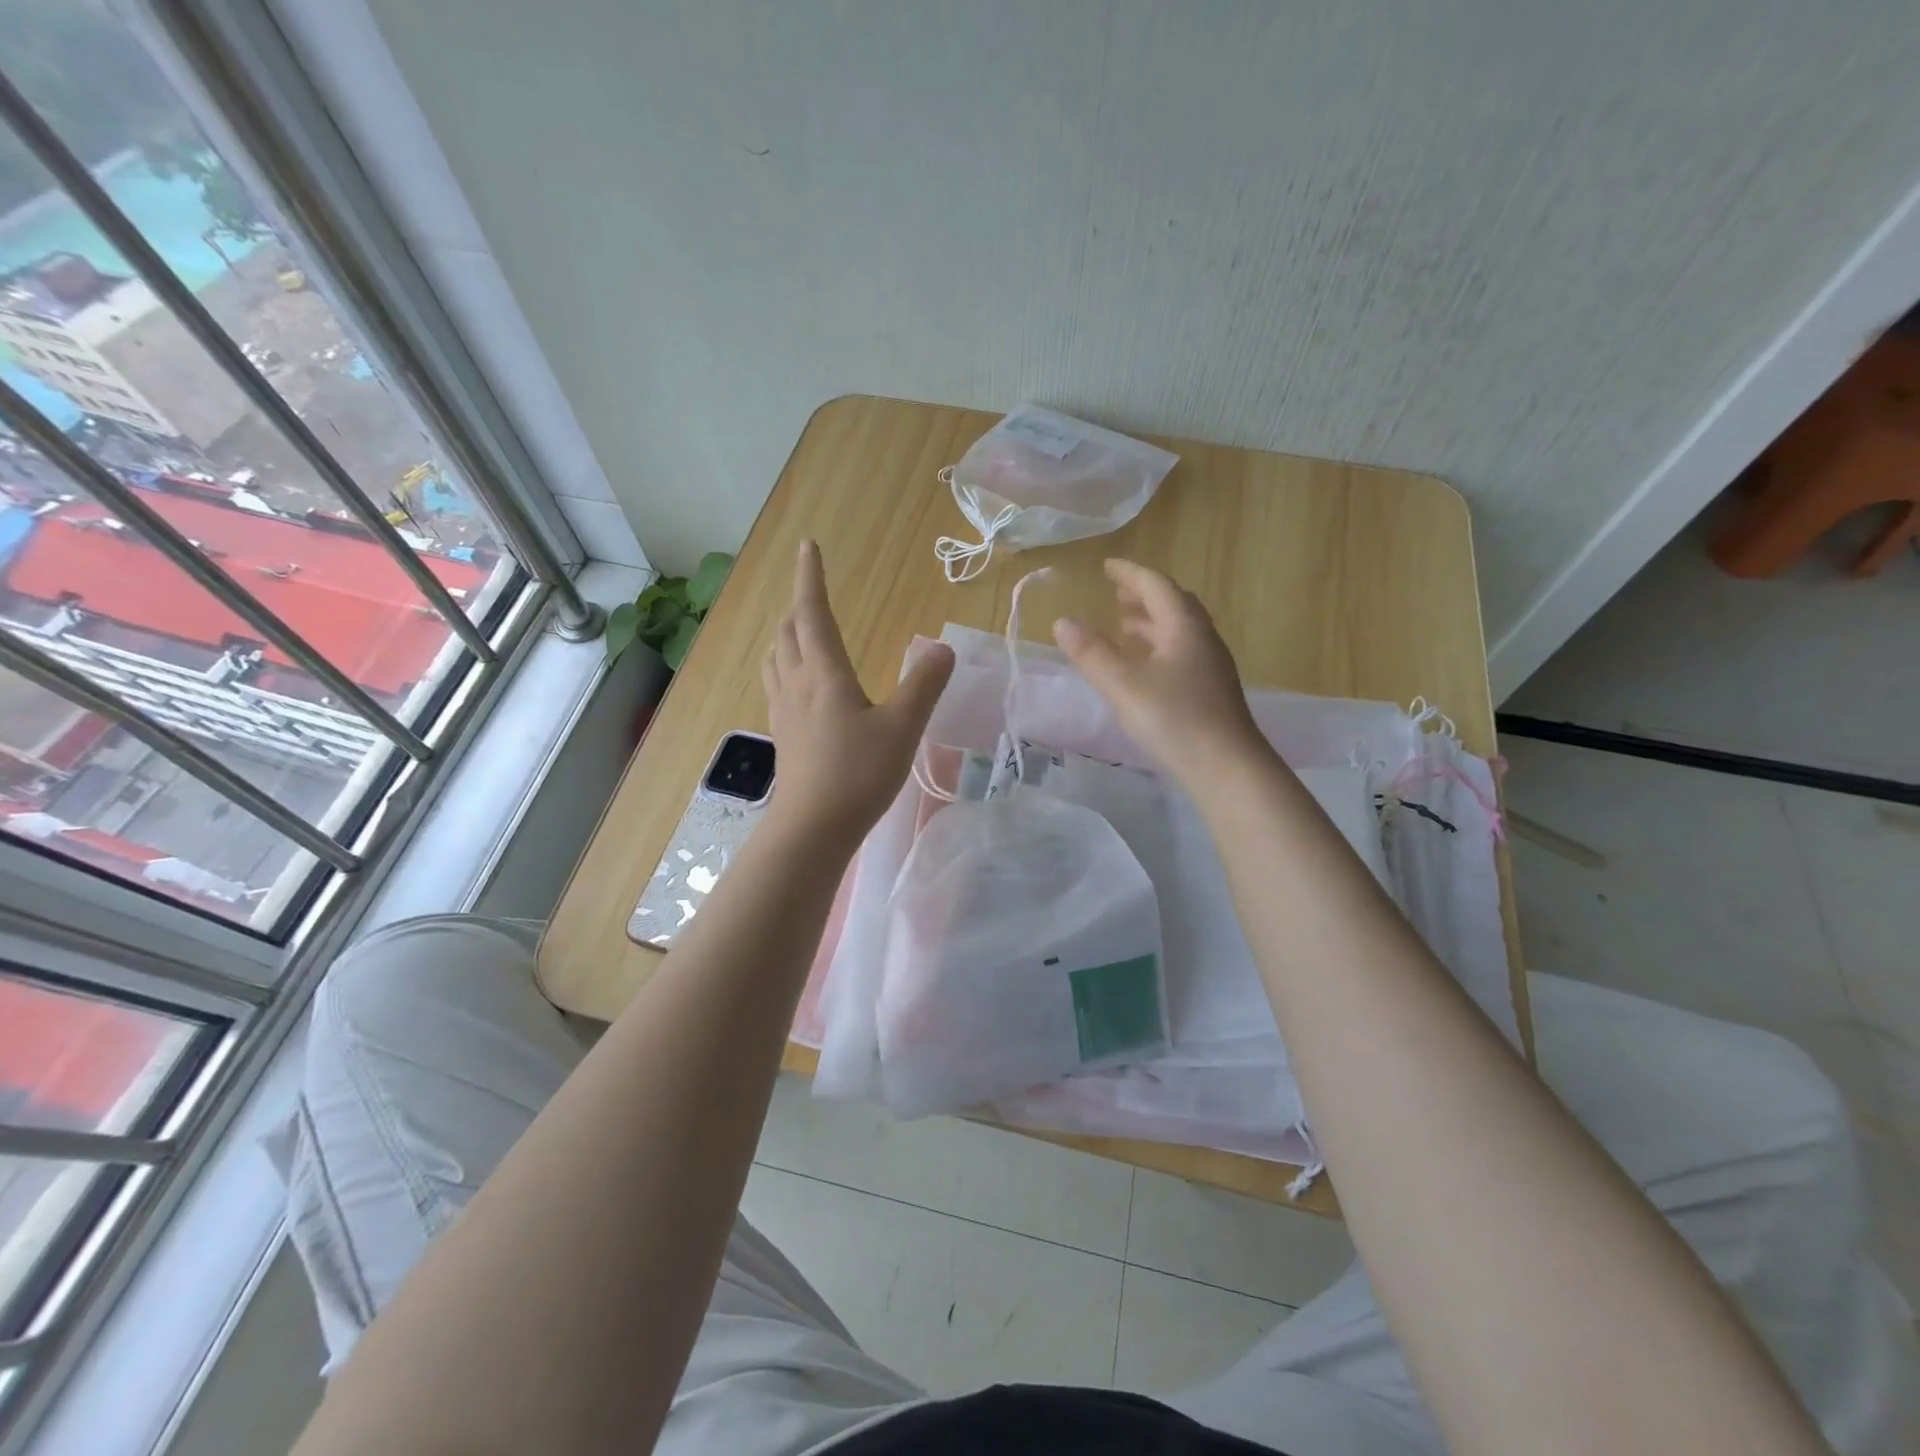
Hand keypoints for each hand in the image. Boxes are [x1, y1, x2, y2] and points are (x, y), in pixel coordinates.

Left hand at [762, 540, 954, 846]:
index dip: (810, 576)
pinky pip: (776, 684)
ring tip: (800, 631)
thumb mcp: (903, 727)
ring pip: (775, 657)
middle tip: (812, 593)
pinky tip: (798, 684)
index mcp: (824, 672)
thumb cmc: (859, 773)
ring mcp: (783, 710)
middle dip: (798, 606)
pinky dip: (784, 666)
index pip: (813, 612)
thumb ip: (924, 684)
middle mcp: (797, 683)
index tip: (807, 545)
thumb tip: (943, 646)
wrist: (813, 827)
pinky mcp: (782, 734)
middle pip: (787, 631)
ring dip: (786, 635)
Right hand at [1053, 559, 1266, 779]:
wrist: (1227, 768)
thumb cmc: (1174, 719)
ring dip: (1151, 622)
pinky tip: (1144, 668)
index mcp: (1184, 626)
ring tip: (1124, 626)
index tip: (1107, 567)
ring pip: (1178, 631)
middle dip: (1143, 596)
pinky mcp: (1211, 692)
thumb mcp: (1122, 684)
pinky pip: (1181, 653)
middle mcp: (1202, 639)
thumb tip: (1062, 621)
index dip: (1130, 573)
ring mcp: (1210, 666)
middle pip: (1173, 604)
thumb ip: (1090, 652)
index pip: (1156, 585)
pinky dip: (1158, 647)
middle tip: (1116, 595)